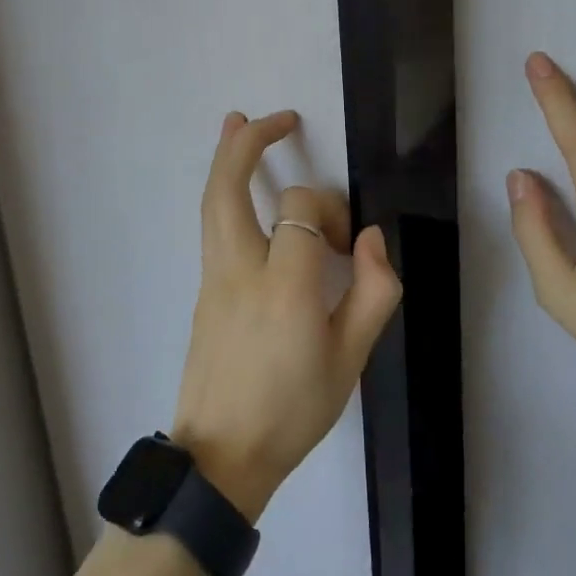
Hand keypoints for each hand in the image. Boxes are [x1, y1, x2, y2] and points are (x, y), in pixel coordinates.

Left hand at [170, 110, 402, 520]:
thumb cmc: (292, 412)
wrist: (220, 458)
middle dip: (249, 143)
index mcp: (284, 288)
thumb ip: (372, 293)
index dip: (330, 212)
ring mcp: (212, 277)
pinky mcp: (203, 288)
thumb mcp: (350, 361)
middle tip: (277, 117)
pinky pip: (213, 224)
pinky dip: (224, 190)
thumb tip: (369, 238)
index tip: (348, 244)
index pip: (301, 212)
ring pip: (212, 201)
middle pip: (229, 187)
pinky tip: (236, 184)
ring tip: (236, 121)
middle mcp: (239, 269)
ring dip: (226, 156)